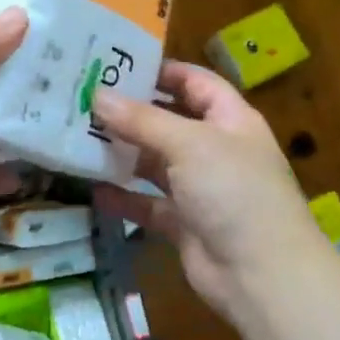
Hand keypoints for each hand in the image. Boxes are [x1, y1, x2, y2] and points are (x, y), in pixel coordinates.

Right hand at [91, 61, 327, 319]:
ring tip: (78, 139)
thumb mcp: (189, 144)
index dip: (161, 71)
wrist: (261, 275)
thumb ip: (142, 120)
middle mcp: (216, 150)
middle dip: (131, 113)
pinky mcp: (184, 223)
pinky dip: (124, 198)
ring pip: (155, 163)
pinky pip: (148, 204)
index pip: (195, 83)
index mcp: (230, 120)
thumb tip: (98, 95)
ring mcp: (200, 189)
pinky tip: (93, 190)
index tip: (117, 65)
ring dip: (122, 154)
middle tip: (84, 100)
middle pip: (169, 121)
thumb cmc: (233, 191)